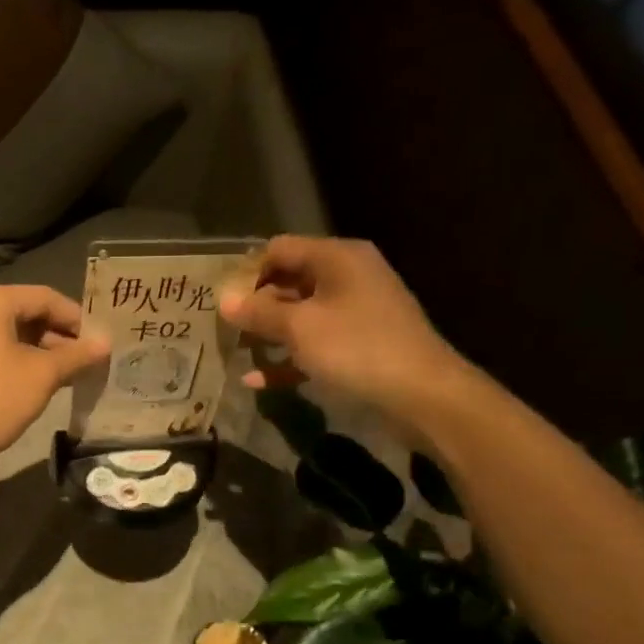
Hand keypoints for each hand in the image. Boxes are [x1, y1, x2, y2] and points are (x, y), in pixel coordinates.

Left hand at [0, 285, 109, 478]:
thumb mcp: (42, 375)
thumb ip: (76, 355)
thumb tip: (105, 342)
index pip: (46, 297)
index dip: (77, 319)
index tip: (100, 342)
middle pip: (27, 314)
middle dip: (60, 337)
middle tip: (89, 361)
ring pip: (11, 336)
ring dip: (42, 353)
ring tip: (71, 375)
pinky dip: (19, 363)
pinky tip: (40, 385)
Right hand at [219, 236, 467, 433]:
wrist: (422, 395)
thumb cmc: (357, 348)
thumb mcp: (300, 328)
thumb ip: (259, 312)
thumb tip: (223, 299)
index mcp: (337, 258)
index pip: (280, 249)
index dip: (248, 270)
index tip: (220, 298)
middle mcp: (348, 277)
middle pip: (289, 281)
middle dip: (255, 304)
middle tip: (222, 326)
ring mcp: (356, 312)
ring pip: (300, 315)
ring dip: (269, 333)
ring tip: (234, 350)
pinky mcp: (359, 345)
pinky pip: (315, 344)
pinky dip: (289, 358)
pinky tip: (257, 380)